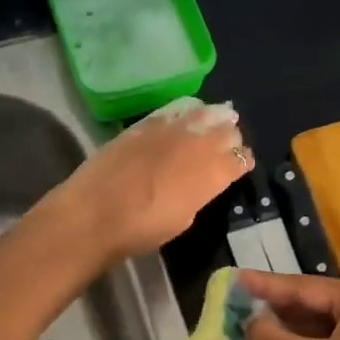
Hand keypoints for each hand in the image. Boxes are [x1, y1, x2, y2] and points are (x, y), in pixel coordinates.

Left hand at [44, 100, 249, 263]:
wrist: (96, 213)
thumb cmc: (142, 229)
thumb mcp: (183, 218)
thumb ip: (199, 194)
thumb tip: (200, 182)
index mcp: (213, 173)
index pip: (241, 159)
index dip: (243, 161)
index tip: (241, 165)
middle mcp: (199, 144)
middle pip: (228, 131)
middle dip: (232, 138)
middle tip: (229, 144)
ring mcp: (172, 129)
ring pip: (206, 113)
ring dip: (215, 117)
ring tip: (218, 118)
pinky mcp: (147, 122)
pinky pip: (177, 109)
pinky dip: (187, 111)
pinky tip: (187, 114)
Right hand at [239, 271, 339, 339]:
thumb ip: (268, 337)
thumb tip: (251, 323)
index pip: (305, 287)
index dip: (266, 286)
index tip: (235, 280)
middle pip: (319, 306)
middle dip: (279, 313)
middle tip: (241, 312)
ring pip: (329, 331)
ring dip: (293, 337)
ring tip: (256, 337)